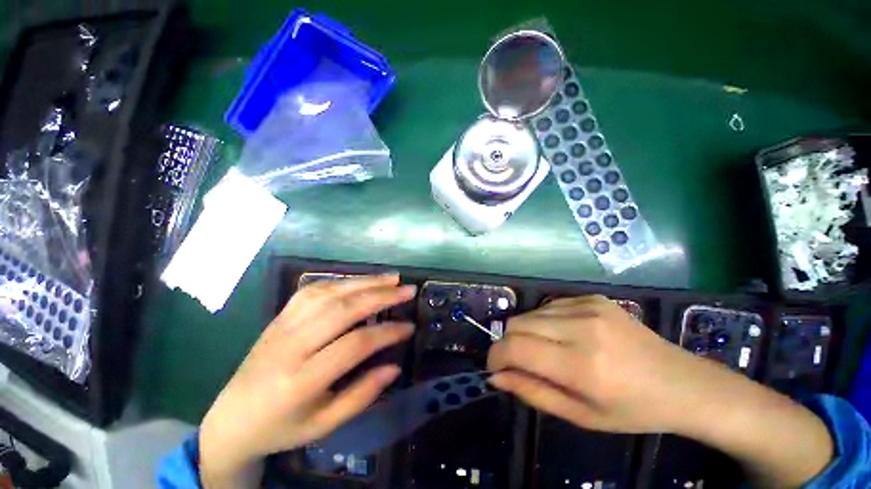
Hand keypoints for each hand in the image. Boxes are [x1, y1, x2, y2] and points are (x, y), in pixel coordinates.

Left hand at [199, 275, 415, 488]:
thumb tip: (394, 366)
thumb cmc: (282, 427)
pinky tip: (360, 280)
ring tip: (392, 279)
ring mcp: (283, 325)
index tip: (410, 327)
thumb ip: (362, 395)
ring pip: (330, 293)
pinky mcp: (280, 315)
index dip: (387, 333)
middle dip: (382, 296)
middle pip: (343, 309)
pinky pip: (314, 289)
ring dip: (365, 282)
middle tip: (409, 290)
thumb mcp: (325, 424)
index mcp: (301, 380)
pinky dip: (342, 281)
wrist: (232, 418)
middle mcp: (291, 345)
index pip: (354, 345)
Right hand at [487, 295, 705, 433]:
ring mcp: (588, 306)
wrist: (682, 382)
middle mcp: (582, 327)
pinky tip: (563, 335)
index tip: (494, 367)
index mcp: (582, 365)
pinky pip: (549, 305)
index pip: (516, 347)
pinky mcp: (592, 297)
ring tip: (546, 350)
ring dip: (526, 332)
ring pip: (530, 312)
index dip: (496, 355)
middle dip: (508, 343)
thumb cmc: (632, 410)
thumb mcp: (580, 416)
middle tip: (519, 362)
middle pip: (516, 324)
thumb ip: (532, 393)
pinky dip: (544, 321)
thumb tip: (496, 376)